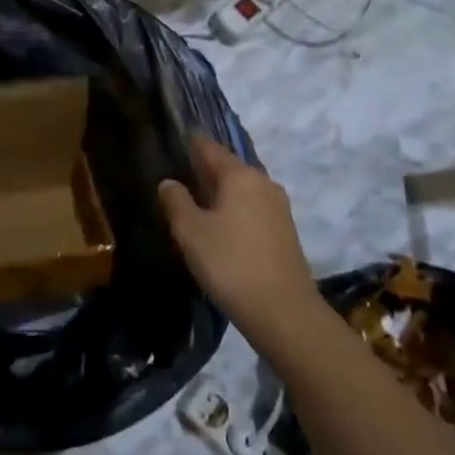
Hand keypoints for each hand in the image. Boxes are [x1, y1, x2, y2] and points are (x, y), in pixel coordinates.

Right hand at [158, 137, 322, 352]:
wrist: (285, 314)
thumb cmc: (231, 264)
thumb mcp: (191, 232)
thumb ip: (176, 201)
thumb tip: (169, 182)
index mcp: (241, 175)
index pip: (210, 148)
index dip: (191, 143)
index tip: (175, 140)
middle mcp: (263, 183)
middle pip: (229, 168)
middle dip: (205, 170)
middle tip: (180, 174)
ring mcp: (279, 208)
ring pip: (242, 189)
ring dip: (221, 192)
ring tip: (196, 202)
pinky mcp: (285, 232)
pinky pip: (253, 209)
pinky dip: (235, 210)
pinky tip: (221, 226)